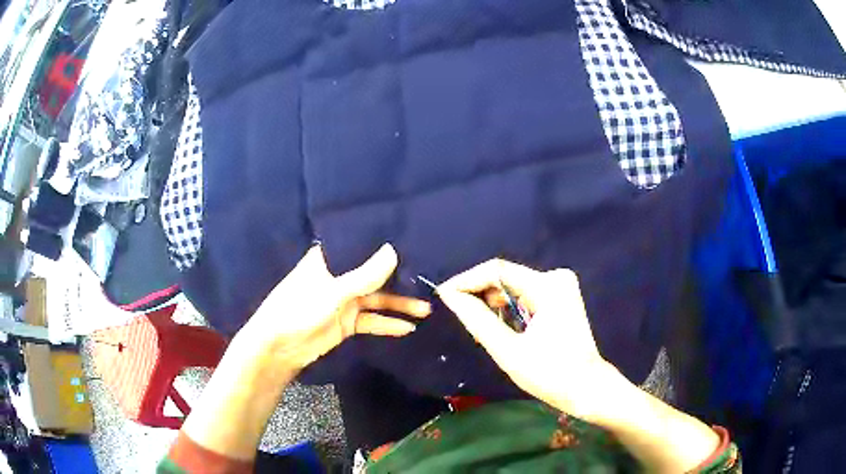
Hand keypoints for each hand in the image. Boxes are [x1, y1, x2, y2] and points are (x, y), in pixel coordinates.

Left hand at [238, 243, 430, 371]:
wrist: (279, 348)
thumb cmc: (299, 309)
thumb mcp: (333, 291)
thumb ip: (364, 275)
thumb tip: (394, 251)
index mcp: (329, 260)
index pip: (360, 247)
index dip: (383, 245)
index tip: (411, 241)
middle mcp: (339, 277)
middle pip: (373, 274)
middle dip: (399, 279)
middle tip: (427, 278)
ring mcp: (343, 301)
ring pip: (376, 299)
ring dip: (399, 305)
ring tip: (426, 308)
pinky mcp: (347, 323)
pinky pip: (371, 321)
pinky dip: (387, 324)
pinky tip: (408, 328)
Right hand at [437, 259, 618, 421]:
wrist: (586, 388)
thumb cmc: (549, 374)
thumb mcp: (507, 349)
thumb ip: (477, 319)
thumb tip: (449, 295)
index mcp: (548, 286)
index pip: (497, 269)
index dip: (467, 280)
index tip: (443, 295)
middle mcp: (556, 278)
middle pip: (506, 277)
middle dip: (479, 294)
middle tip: (459, 316)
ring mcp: (561, 287)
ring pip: (514, 286)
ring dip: (493, 303)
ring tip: (478, 327)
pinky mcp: (560, 298)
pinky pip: (524, 295)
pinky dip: (508, 309)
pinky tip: (500, 327)